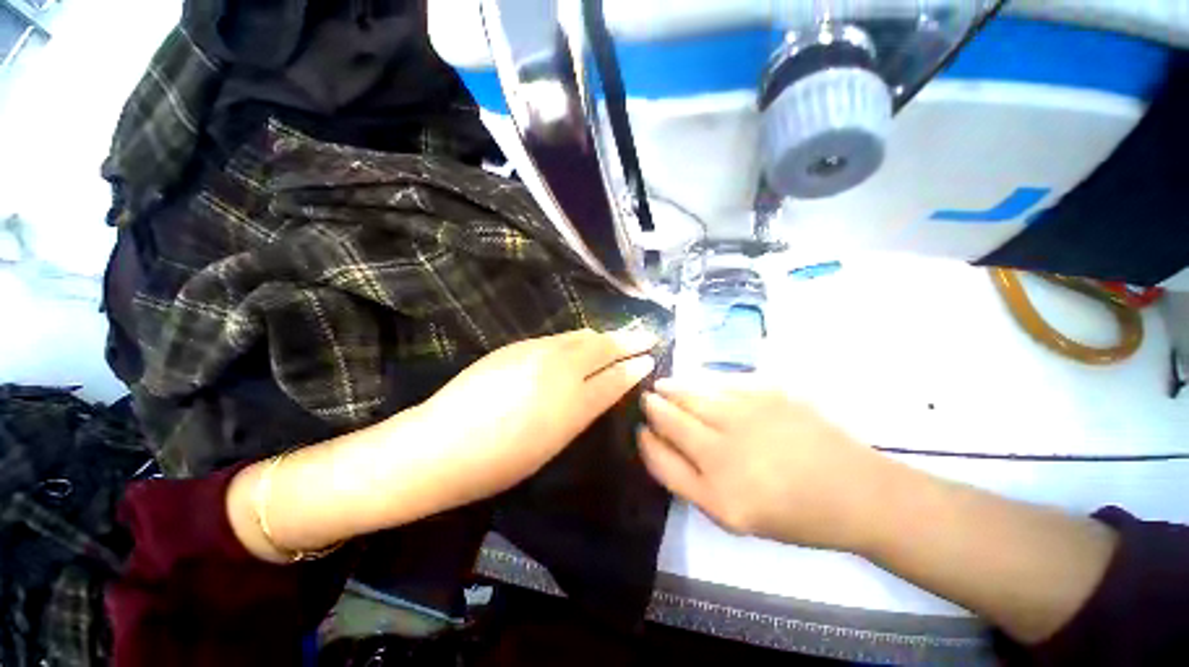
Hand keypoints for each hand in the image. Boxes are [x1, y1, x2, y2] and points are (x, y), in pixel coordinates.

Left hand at [412, 327, 657, 507]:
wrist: (438, 445)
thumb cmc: (498, 463)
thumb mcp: (552, 444)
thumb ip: (580, 412)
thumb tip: (599, 390)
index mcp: (573, 404)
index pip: (615, 378)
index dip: (635, 367)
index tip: (650, 359)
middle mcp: (560, 370)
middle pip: (603, 347)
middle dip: (629, 340)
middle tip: (646, 336)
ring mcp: (537, 352)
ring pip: (580, 336)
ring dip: (603, 336)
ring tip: (616, 337)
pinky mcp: (517, 346)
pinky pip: (558, 338)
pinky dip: (577, 339)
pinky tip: (579, 342)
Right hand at [638, 377, 892, 551]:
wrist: (856, 490)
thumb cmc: (791, 512)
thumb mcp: (732, 515)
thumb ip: (688, 479)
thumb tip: (657, 440)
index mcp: (718, 492)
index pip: (660, 456)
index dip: (645, 439)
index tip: (641, 428)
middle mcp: (726, 450)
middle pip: (670, 417)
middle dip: (653, 405)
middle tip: (648, 399)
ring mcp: (747, 415)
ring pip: (691, 391)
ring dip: (671, 387)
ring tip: (664, 387)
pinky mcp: (768, 390)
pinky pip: (720, 379)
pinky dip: (702, 380)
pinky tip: (698, 382)